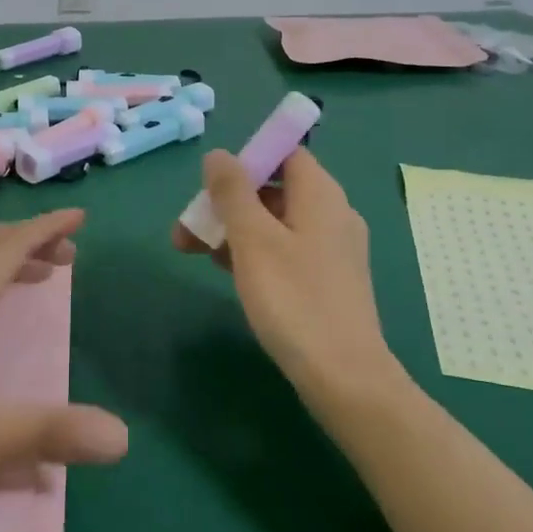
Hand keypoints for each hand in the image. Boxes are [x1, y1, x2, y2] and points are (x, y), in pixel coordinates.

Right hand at [173, 149, 401, 397]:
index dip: (246, 159)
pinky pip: (285, 250)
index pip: (284, 153)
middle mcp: (331, 214)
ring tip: (191, 252)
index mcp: (321, 194)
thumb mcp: (253, 239)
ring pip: (275, 223)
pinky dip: (253, 253)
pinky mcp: (326, 280)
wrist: (345, 378)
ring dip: (233, 230)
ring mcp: (331, 250)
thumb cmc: (294, 300)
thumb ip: (233, 191)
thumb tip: (219, 155)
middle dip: (227, 202)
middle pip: (273, 189)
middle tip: (188, 227)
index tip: (211, 184)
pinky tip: (225, 272)